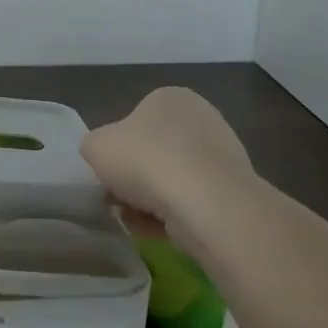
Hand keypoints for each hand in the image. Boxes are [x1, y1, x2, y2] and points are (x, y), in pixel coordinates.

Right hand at [80, 87, 257, 232]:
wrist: (206, 204)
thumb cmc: (146, 161)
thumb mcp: (95, 146)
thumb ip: (94, 146)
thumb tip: (104, 157)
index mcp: (170, 98)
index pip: (134, 122)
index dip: (117, 150)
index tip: (108, 174)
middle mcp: (201, 118)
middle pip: (154, 152)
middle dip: (135, 178)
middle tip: (119, 199)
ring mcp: (222, 154)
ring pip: (172, 179)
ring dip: (151, 200)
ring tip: (136, 219)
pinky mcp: (233, 189)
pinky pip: (192, 201)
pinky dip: (174, 215)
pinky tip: (159, 229)